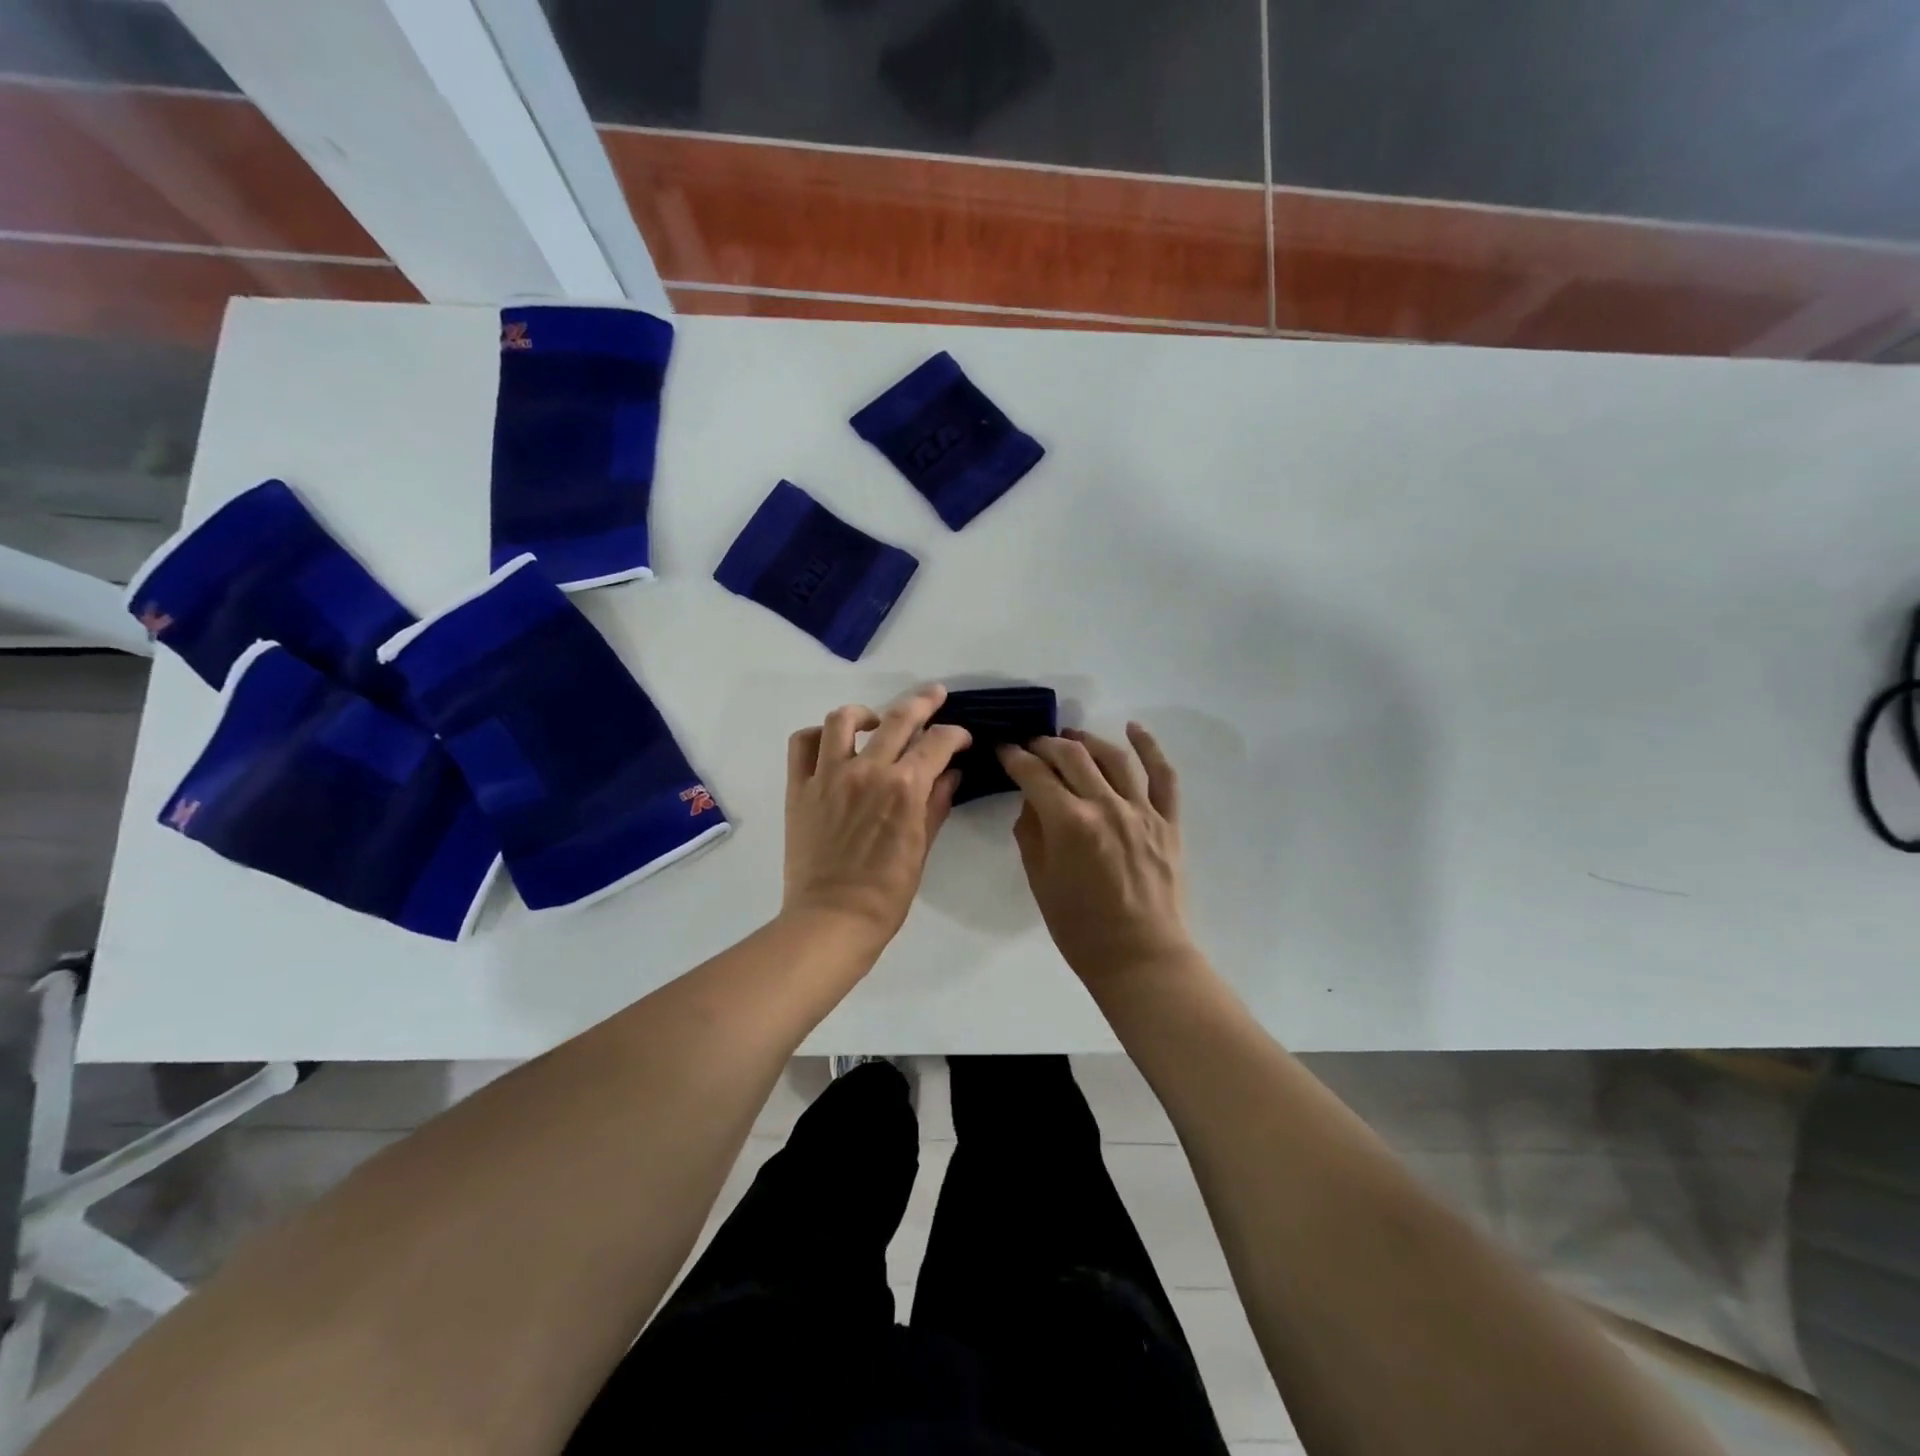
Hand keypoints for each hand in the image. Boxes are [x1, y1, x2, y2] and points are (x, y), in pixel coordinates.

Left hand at [783, 685, 970, 945]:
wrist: (832, 919)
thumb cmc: (887, 893)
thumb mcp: (921, 848)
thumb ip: (937, 804)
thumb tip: (951, 773)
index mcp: (905, 787)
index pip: (938, 743)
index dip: (955, 735)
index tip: (961, 739)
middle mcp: (868, 770)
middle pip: (899, 717)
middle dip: (924, 702)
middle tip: (935, 696)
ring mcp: (829, 775)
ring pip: (844, 719)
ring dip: (866, 713)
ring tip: (875, 722)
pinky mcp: (799, 787)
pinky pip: (802, 744)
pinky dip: (818, 736)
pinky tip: (831, 745)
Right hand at [998, 723, 1192, 982]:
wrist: (1140, 957)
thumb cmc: (1080, 929)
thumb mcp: (1040, 881)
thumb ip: (1031, 832)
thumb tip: (1032, 799)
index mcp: (1070, 823)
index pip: (1034, 774)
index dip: (1014, 757)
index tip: (1003, 750)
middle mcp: (1106, 806)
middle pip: (1072, 756)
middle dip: (1045, 744)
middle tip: (1032, 746)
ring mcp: (1142, 811)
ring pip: (1113, 757)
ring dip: (1087, 740)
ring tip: (1070, 736)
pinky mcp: (1168, 821)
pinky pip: (1163, 775)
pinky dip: (1150, 747)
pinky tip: (1134, 728)